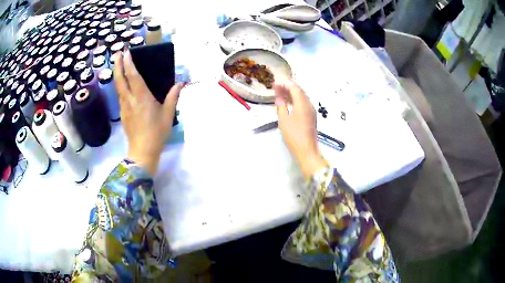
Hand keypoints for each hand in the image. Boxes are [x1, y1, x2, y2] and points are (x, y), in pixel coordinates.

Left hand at [114, 51, 184, 175]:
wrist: (142, 151)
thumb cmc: (157, 133)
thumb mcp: (168, 115)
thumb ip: (173, 97)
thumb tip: (181, 83)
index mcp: (142, 98)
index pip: (133, 76)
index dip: (129, 63)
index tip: (126, 52)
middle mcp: (130, 100)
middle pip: (120, 79)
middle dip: (118, 65)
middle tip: (117, 53)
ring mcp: (124, 107)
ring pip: (118, 87)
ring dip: (117, 74)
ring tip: (117, 64)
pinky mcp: (122, 113)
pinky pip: (119, 95)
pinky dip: (119, 85)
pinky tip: (122, 83)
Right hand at [275, 81, 327, 178]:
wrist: (307, 150)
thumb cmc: (294, 135)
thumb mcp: (284, 120)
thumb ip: (281, 106)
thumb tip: (279, 97)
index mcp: (302, 103)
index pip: (294, 88)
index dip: (285, 84)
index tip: (275, 83)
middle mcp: (309, 104)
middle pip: (299, 91)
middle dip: (288, 87)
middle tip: (277, 87)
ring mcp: (311, 111)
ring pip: (302, 97)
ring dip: (291, 94)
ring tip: (280, 94)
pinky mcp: (311, 117)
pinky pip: (303, 104)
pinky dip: (295, 100)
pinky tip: (288, 103)